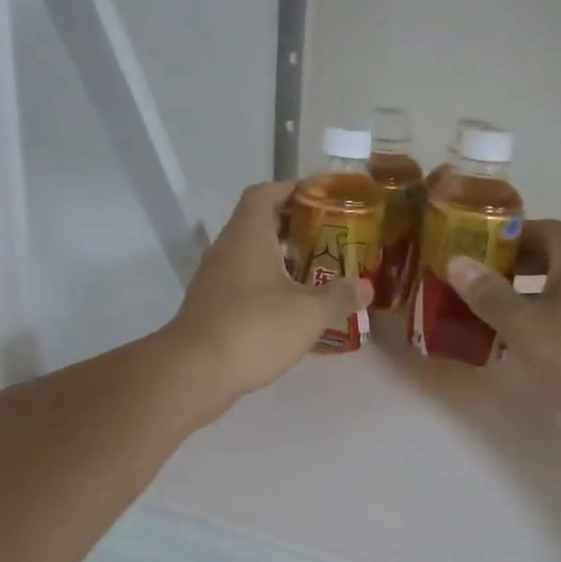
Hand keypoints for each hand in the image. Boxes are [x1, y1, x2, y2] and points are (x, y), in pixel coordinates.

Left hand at [165, 181, 372, 409]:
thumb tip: (366, 287)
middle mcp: (227, 248)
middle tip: (328, 236)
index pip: (266, 193)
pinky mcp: (210, 307)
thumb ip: (340, 296)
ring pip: (250, 254)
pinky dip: (267, 284)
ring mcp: (214, 279)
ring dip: (280, 257)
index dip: (293, 189)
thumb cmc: (254, 328)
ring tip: (315, 271)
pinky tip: (290, 306)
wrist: (194, 372)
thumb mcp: (309, 312)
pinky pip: (242, 282)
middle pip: (259, 222)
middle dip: (293, 225)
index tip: (321, 198)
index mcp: (248, 234)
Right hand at [446, 221, 560, 469]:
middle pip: (548, 260)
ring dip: (520, 301)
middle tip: (472, 280)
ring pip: (554, 296)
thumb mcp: (524, 323)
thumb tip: (456, 262)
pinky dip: (535, 329)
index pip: (543, 229)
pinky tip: (509, 349)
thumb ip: (488, 293)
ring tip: (480, 314)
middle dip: (510, 267)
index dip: (508, 234)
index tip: (474, 246)